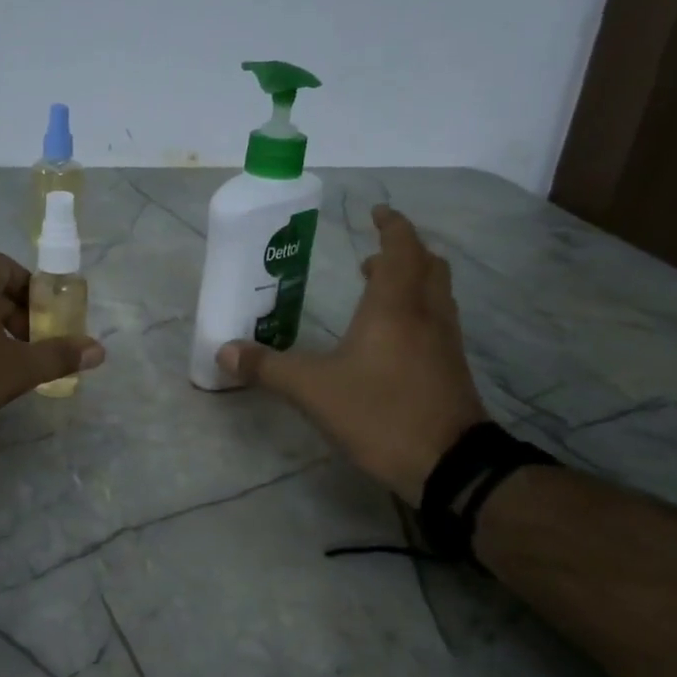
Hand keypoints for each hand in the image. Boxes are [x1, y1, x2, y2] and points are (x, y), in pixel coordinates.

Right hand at [218, 205, 486, 502]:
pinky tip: (393, 338)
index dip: (391, 225)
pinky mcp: (451, 368)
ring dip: (412, 280)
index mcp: (394, 306)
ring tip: (378, 291)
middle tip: (372, 256)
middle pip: (427, 264)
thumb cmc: (380, 412)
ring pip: (436, 293)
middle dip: (402, 252)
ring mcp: (445, 341)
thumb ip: (268, 368)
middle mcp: (426, 314)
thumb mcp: (313, 391)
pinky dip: (418, 310)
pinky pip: (438, 320)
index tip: (377, 212)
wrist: (450, 464)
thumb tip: (224, 352)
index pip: (400, 248)